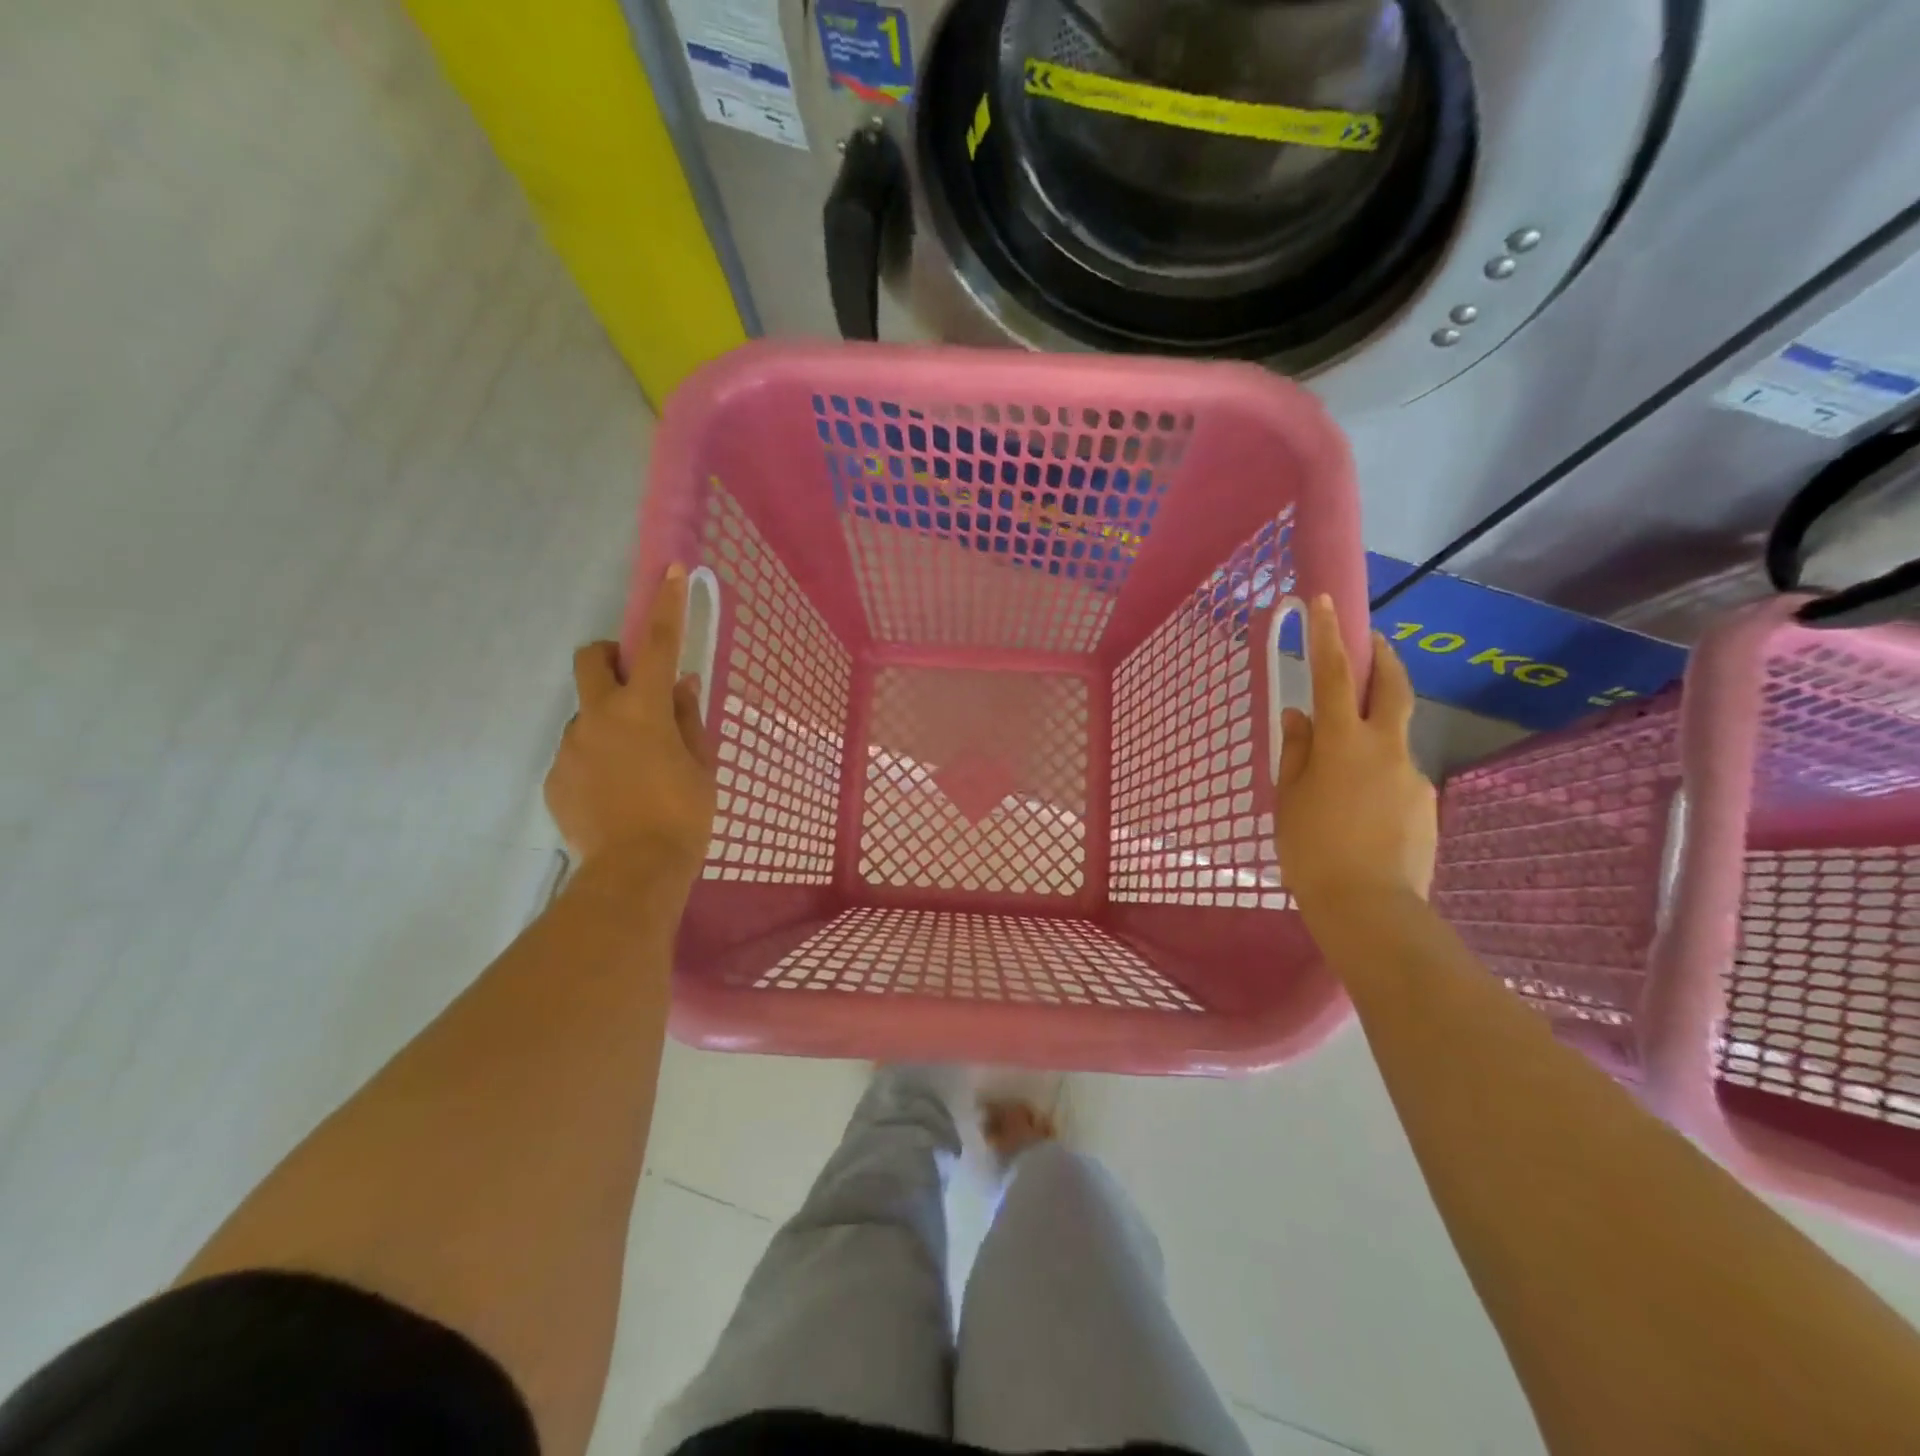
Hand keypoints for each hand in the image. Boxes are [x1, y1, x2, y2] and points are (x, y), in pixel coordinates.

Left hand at [545, 564, 716, 889]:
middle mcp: (598, 717)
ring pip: (588, 714)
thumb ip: (687, 718)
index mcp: (643, 710)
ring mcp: (570, 747)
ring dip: (610, 723)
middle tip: (636, 688)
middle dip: (610, 658)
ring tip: (635, 770)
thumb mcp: (701, 765)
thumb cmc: (683, 816)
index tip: (669, 571)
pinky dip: (597, 760)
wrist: (634, 874)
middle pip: (591, 659)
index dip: (666, 605)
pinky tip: (616, 796)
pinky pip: (578, 753)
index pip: (657, 644)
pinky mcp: (555, 778)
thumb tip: (680, 683)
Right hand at [1273, 594, 1436, 914]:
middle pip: (1394, 689)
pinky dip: (1380, 781)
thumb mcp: (1289, 798)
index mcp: (1343, 743)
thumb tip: (1299, 714)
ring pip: (1393, 741)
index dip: (1329, 635)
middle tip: (1375, 645)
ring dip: (1373, 739)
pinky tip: (1362, 815)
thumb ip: (1296, 751)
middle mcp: (1386, 749)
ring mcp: (1413, 776)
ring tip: (1343, 781)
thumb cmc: (1312, 850)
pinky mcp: (1427, 805)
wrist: (1370, 908)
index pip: (1336, 675)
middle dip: (1385, 660)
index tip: (1324, 601)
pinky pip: (1399, 779)